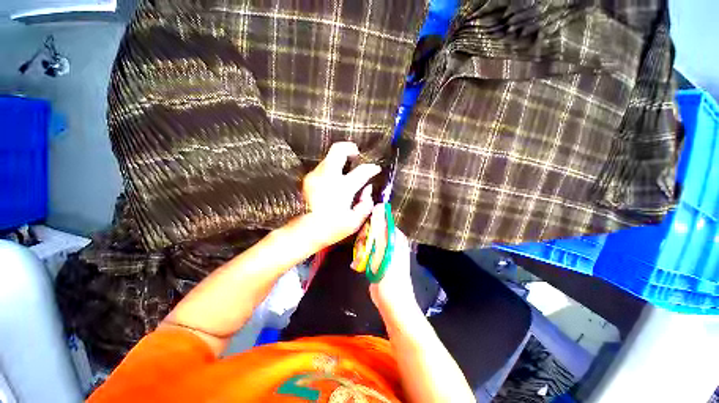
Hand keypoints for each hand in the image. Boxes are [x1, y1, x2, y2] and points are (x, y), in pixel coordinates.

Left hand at [303, 142, 380, 247]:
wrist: (301, 233)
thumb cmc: (330, 229)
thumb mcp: (354, 222)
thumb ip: (365, 205)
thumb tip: (367, 191)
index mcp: (342, 187)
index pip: (362, 171)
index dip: (372, 168)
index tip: (376, 169)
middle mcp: (327, 176)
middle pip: (338, 150)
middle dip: (349, 148)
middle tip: (356, 154)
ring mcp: (315, 176)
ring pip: (329, 158)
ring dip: (339, 160)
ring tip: (346, 170)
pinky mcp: (308, 180)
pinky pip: (322, 168)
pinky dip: (331, 169)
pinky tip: (334, 182)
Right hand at [368, 210, 415, 311]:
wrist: (391, 299)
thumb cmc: (387, 271)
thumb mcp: (382, 245)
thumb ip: (380, 225)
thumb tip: (379, 205)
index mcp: (396, 235)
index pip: (382, 220)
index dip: (370, 223)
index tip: (362, 231)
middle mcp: (392, 241)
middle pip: (374, 230)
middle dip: (365, 238)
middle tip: (362, 248)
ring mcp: (386, 251)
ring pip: (369, 241)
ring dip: (362, 248)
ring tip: (361, 258)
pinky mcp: (380, 260)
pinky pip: (369, 251)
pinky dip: (363, 255)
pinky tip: (360, 262)